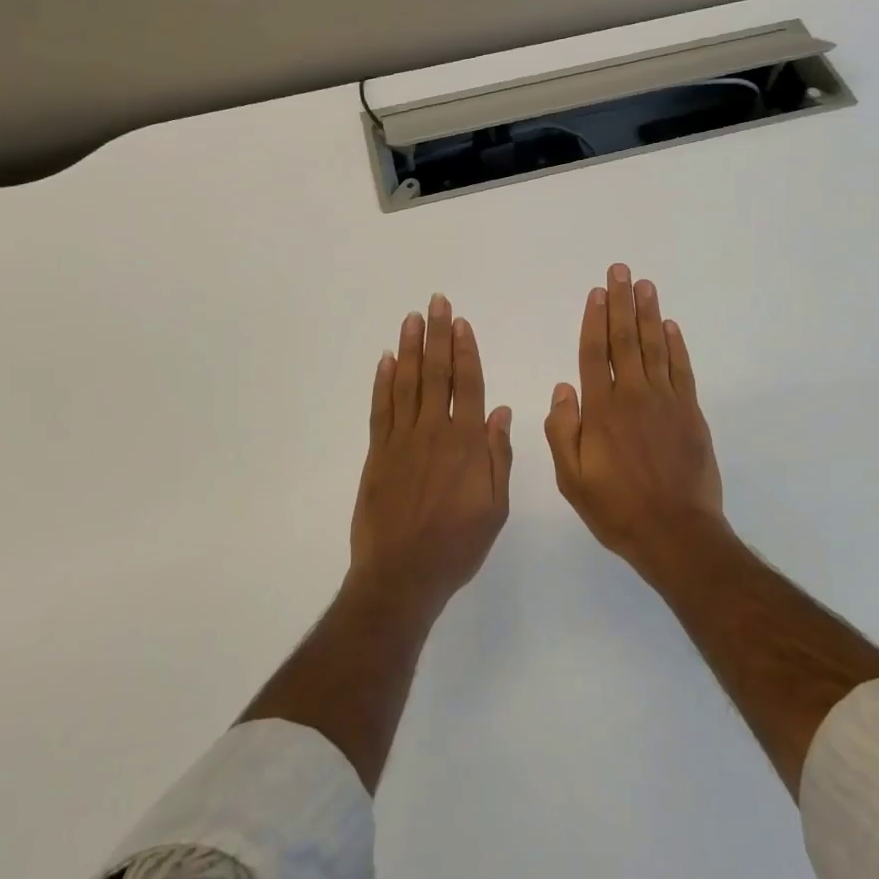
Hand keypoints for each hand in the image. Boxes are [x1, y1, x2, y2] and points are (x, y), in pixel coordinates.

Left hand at [351, 294, 513, 614]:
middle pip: (436, 374)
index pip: (468, 385)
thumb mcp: (495, 508)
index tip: (461, 323)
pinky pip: (380, 409)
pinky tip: (385, 361)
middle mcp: (434, 432)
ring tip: (411, 319)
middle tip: (435, 302)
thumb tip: (501, 412)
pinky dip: (382, 382)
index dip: (465, 351)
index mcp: (466, 444)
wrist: (401, 575)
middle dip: (436, 335)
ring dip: (409, 348)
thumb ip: (497, 457)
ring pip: (406, 384)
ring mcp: (401, 440)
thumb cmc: (456, 545)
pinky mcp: (377, 453)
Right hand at [544, 264, 725, 575]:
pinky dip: (676, 345)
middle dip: (622, 302)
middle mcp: (633, 395)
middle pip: (625, 339)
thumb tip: (563, 388)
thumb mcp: (572, 479)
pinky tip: (671, 326)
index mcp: (602, 409)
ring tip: (645, 285)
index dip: (595, 319)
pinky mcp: (690, 413)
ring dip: (649, 314)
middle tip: (621, 270)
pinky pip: (681, 369)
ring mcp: (666, 401)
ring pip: (655, 346)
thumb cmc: (616, 508)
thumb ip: (562, 431)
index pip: (595, 353)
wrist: (675, 532)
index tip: (597, 292)